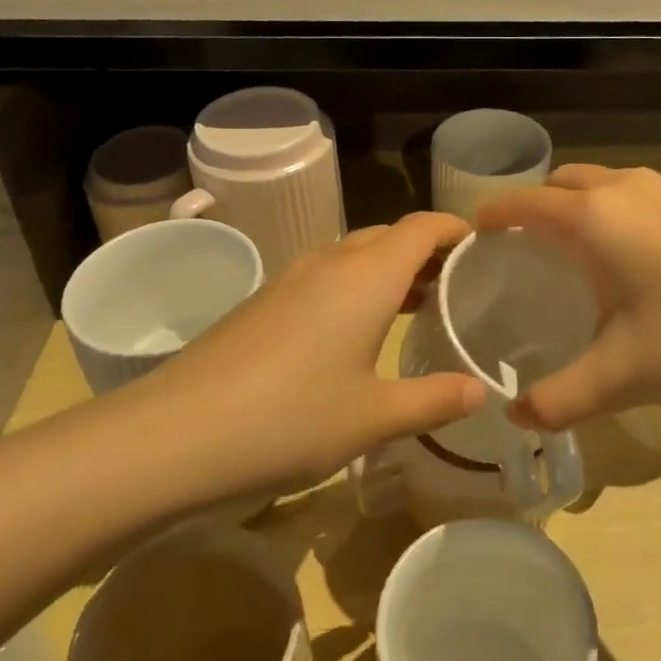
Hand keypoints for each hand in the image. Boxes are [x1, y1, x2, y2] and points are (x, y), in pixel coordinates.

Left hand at [137, 212, 485, 496]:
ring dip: (389, 270)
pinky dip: (355, 287)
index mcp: (367, 276)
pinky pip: (325, 276)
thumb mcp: (374, 417)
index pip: (422, 226)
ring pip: (354, 255)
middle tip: (458, 288)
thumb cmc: (290, 419)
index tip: (485, 246)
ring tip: (416, 307)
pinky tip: (356, 332)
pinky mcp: (264, 301)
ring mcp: (291, 278)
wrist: (176, 433)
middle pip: (389, 236)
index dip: (456, 228)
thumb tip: (481, 389)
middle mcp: (330, 262)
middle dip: (426, 252)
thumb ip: (434, 399)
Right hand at [477, 165, 660, 429]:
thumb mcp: (623, 376)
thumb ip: (561, 398)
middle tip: (528, 247)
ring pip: (607, 182)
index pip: (526, 203)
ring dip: (582, 204)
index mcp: (595, 219)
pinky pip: (643, 192)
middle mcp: (627, 189)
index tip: (477, 232)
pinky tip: (643, 254)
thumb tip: (516, 418)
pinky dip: (622, 209)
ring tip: (582, 249)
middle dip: (537, 205)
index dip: (495, 215)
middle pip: (564, 182)